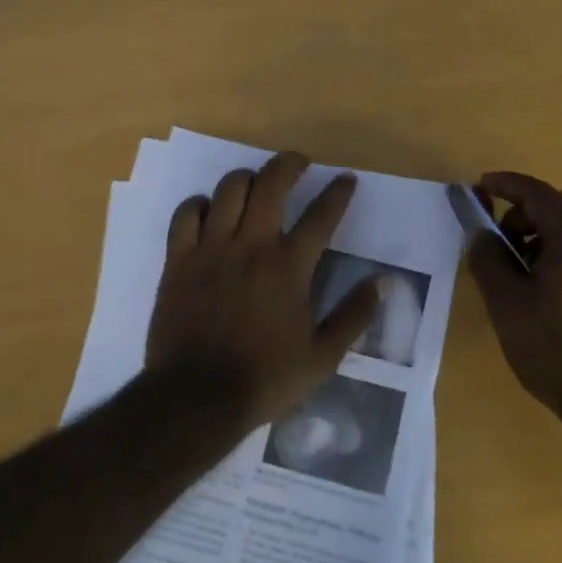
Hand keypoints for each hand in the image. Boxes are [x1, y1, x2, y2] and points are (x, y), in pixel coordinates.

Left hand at [146, 152, 381, 427]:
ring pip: (229, 189)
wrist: (197, 399)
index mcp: (289, 267)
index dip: (339, 192)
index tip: (346, 179)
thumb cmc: (265, 379)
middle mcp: (252, 246)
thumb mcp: (323, 356)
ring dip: (247, 179)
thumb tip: (383, 281)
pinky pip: (186, 214)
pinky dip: (200, 204)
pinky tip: (209, 211)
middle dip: (290, 164)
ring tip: (256, 185)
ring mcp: (211, 249)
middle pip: (272, 184)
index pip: (322, 215)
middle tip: (299, 164)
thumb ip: (354, 315)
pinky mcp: (178, 261)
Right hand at [466, 171, 561, 415]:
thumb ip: (487, 257)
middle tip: (492, 243)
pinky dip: (553, 255)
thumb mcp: (506, 300)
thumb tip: (482, 235)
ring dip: (534, 238)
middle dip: (518, 216)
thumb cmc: (553, 344)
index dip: (504, 185)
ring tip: (511, 272)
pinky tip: (536, 288)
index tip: (477, 187)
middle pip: (554, 208)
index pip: (536, 192)